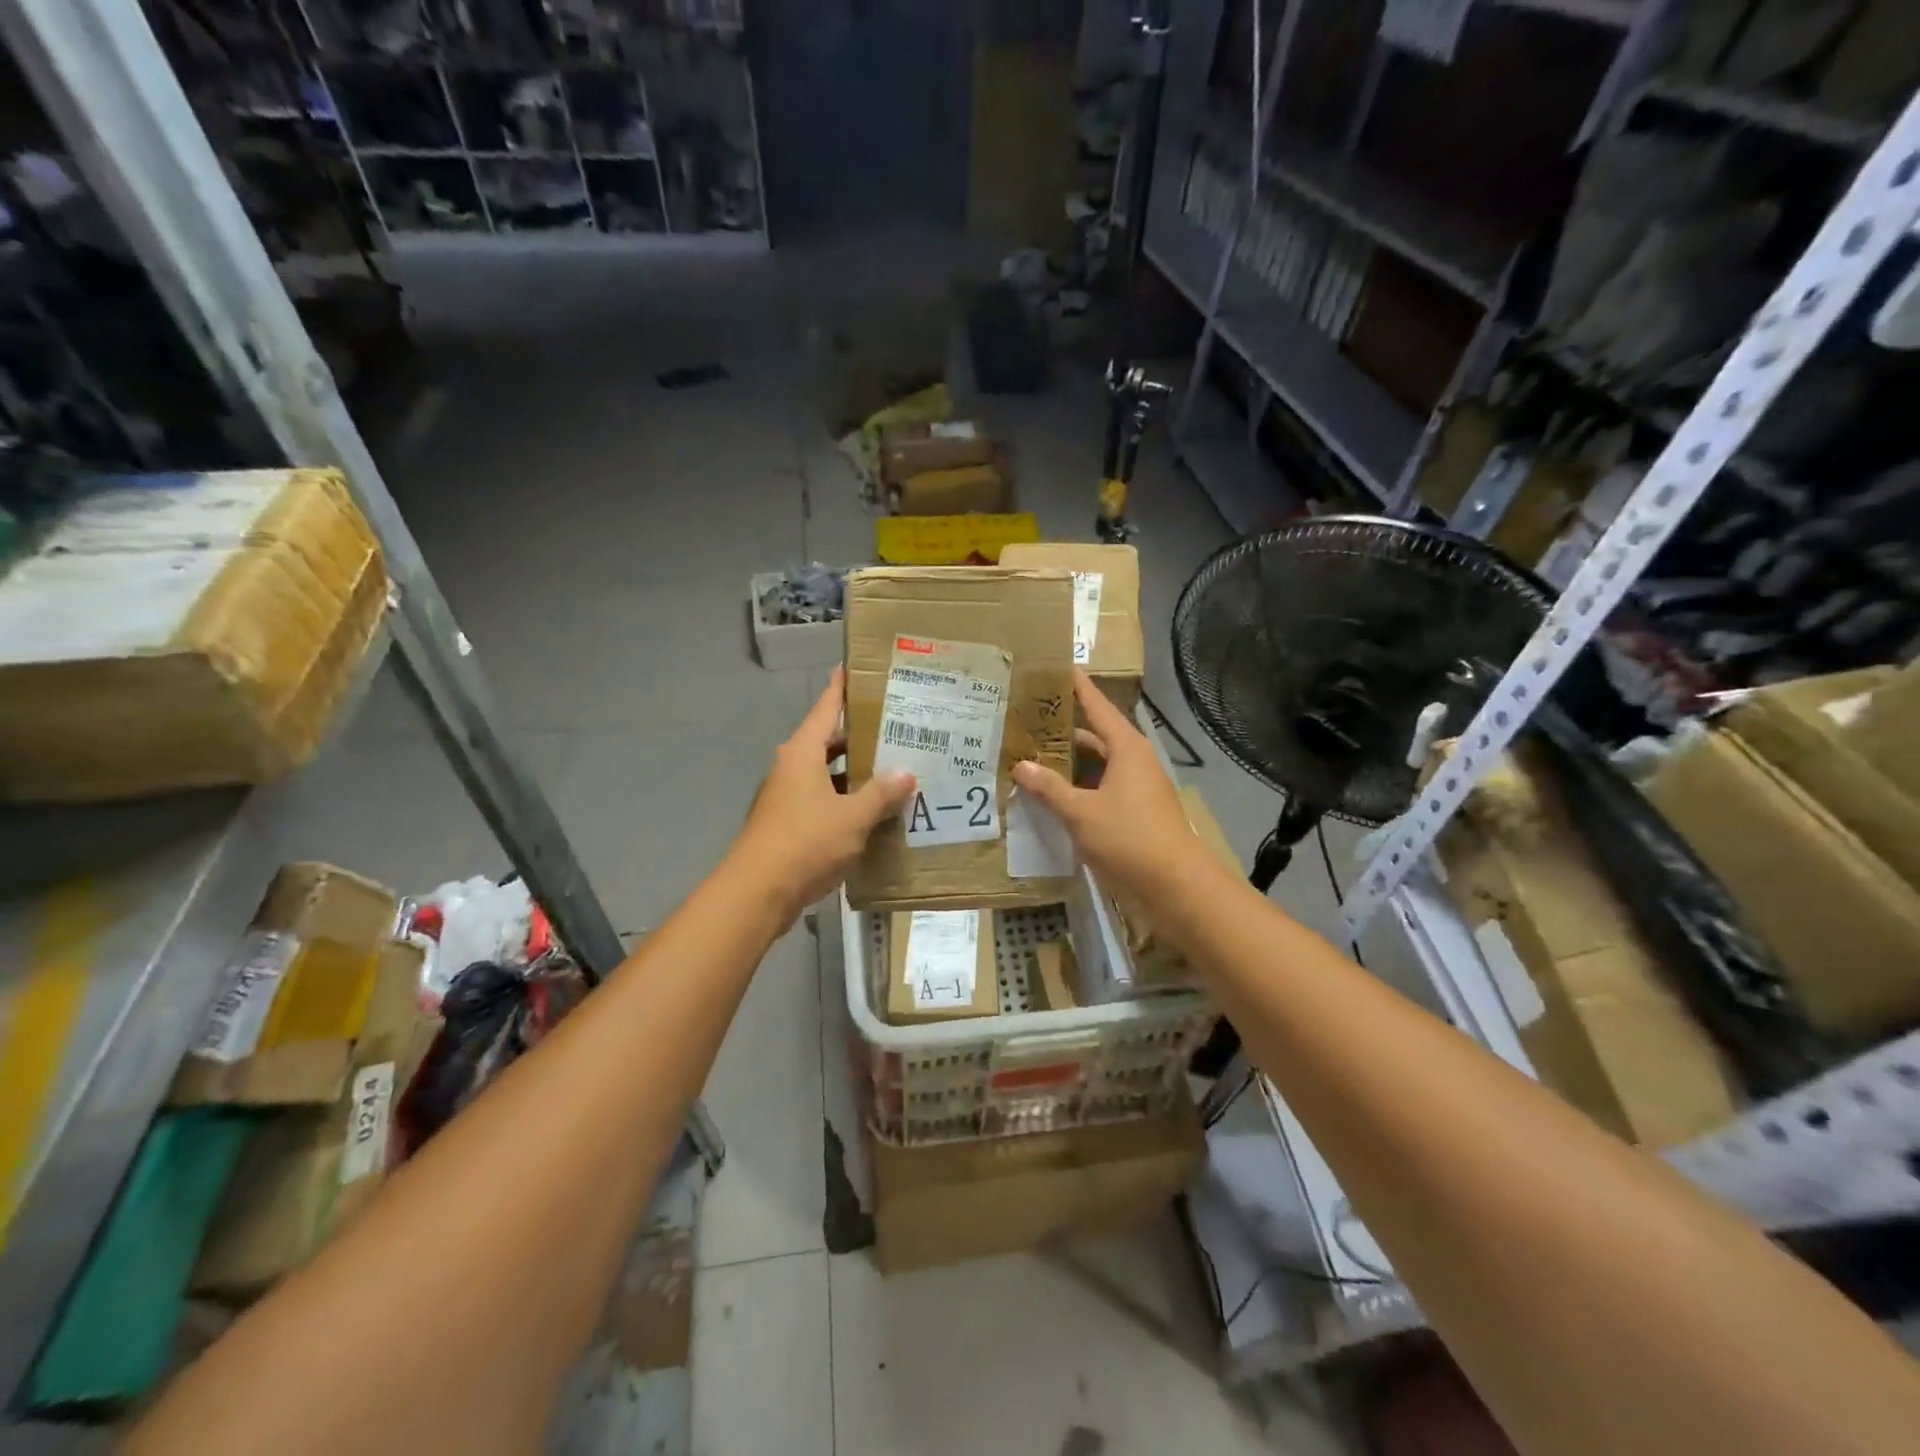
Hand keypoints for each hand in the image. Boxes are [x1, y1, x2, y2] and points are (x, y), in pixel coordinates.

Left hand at [730, 667, 915, 919]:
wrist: (757, 893)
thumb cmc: (804, 842)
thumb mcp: (852, 816)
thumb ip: (881, 793)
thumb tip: (906, 773)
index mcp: (802, 753)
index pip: (825, 708)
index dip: (841, 687)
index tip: (856, 667)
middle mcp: (792, 767)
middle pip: (829, 741)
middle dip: (861, 735)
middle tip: (898, 726)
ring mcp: (788, 796)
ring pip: (828, 774)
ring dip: (856, 772)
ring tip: (896, 768)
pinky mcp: (790, 823)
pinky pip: (824, 800)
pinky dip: (847, 800)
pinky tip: (875, 811)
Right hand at [1012, 670, 1217, 907]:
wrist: (1176, 884)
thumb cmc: (1130, 838)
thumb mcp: (1081, 812)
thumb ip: (1050, 788)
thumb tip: (1021, 765)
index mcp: (1126, 748)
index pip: (1097, 707)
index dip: (1078, 687)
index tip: (1060, 666)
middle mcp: (1133, 761)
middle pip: (1095, 736)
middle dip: (1064, 729)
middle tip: (1029, 720)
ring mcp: (1136, 787)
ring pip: (1097, 765)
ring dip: (1069, 763)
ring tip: (1032, 756)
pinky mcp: (1135, 811)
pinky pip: (1101, 787)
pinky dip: (1078, 787)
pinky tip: (1054, 795)